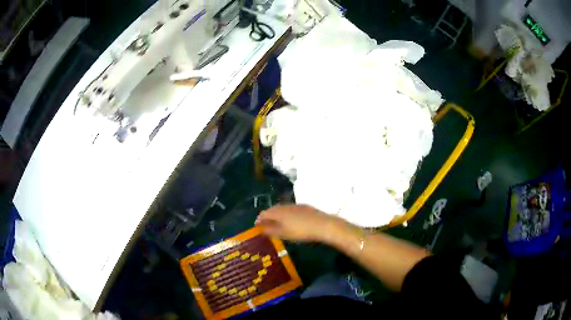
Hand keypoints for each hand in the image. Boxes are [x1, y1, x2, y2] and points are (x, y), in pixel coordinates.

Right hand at [256, 204, 335, 241]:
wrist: (322, 225)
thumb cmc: (300, 231)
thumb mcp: (283, 234)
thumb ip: (270, 231)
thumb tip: (260, 228)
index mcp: (277, 212)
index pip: (263, 213)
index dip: (259, 220)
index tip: (257, 226)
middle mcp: (284, 206)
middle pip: (272, 209)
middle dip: (268, 217)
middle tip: (266, 225)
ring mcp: (295, 205)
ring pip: (282, 208)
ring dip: (277, 215)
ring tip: (278, 224)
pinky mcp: (304, 206)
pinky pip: (291, 209)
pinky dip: (287, 214)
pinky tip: (291, 220)